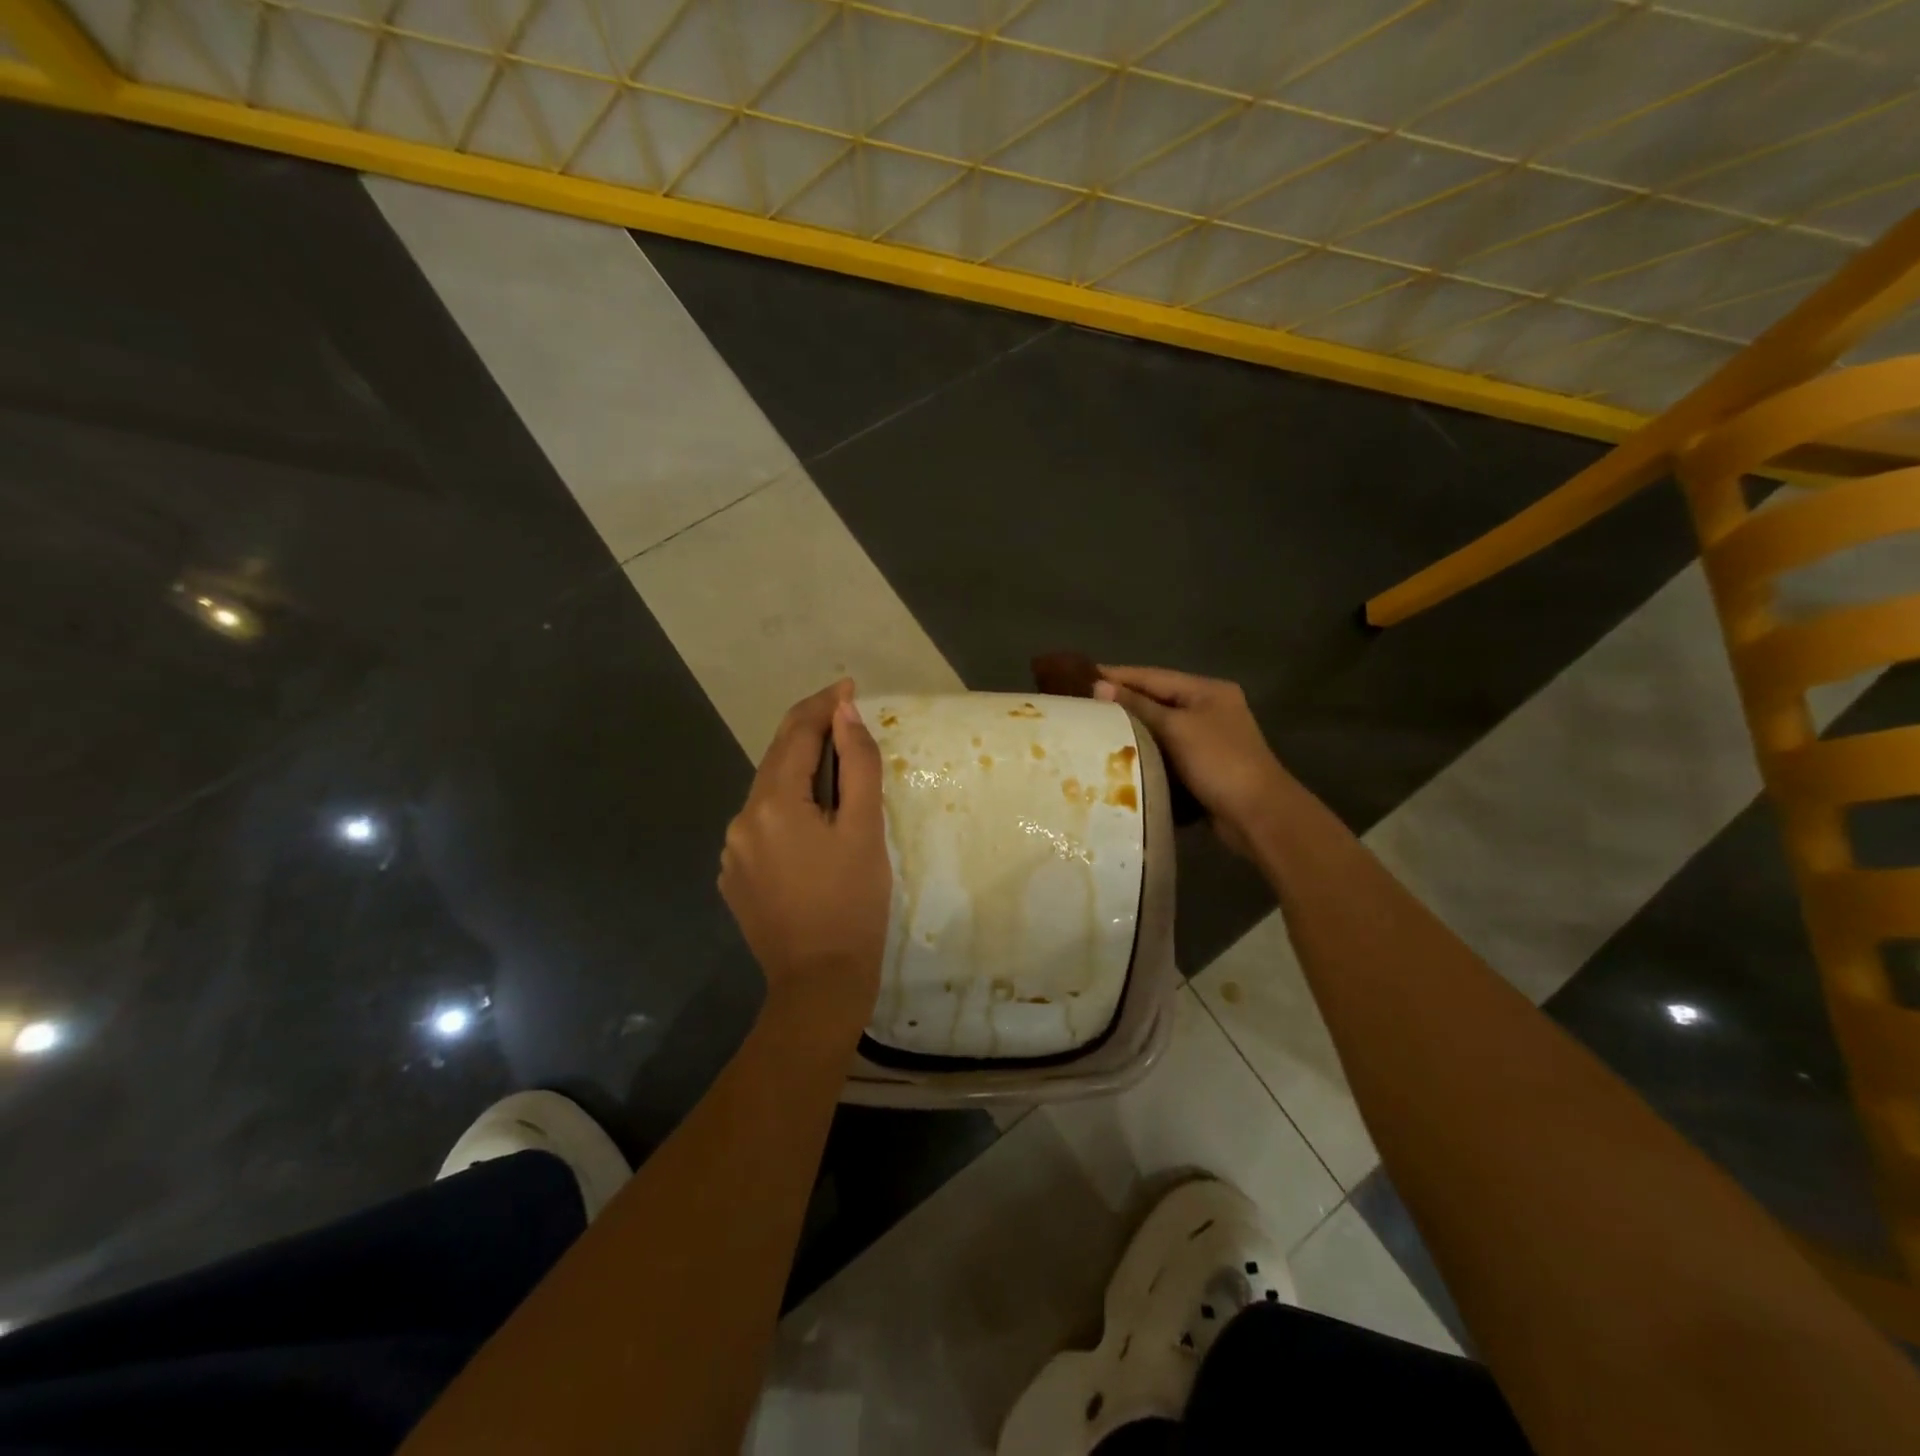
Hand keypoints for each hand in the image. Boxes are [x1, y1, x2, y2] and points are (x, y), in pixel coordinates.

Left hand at [719, 679, 891, 1042]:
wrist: (820, 982)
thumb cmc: (853, 903)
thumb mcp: (865, 828)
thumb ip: (856, 763)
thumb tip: (844, 712)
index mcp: (772, 804)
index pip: (794, 735)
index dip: (822, 706)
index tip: (848, 687)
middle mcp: (741, 821)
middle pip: (777, 761)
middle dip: (811, 737)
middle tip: (847, 723)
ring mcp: (732, 852)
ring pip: (769, 795)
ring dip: (799, 777)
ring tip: (836, 778)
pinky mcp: (734, 877)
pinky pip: (762, 828)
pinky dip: (787, 813)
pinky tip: (812, 829)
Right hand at [1093, 666, 1294, 857]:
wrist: (1258, 815)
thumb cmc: (1218, 762)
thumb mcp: (1176, 728)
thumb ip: (1138, 706)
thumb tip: (1098, 686)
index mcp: (1207, 690)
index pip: (1152, 676)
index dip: (1116, 676)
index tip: (1078, 676)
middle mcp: (1208, 708)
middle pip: (1155, 699)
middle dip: (1120, 702)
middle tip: (1079, 704)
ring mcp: (1206, 738)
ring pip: (1159, 727)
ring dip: (1129, 728)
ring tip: (1090, 729)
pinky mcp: (1201, 766)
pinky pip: (1165, 751)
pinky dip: (1143, 751)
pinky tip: (1116, 755)